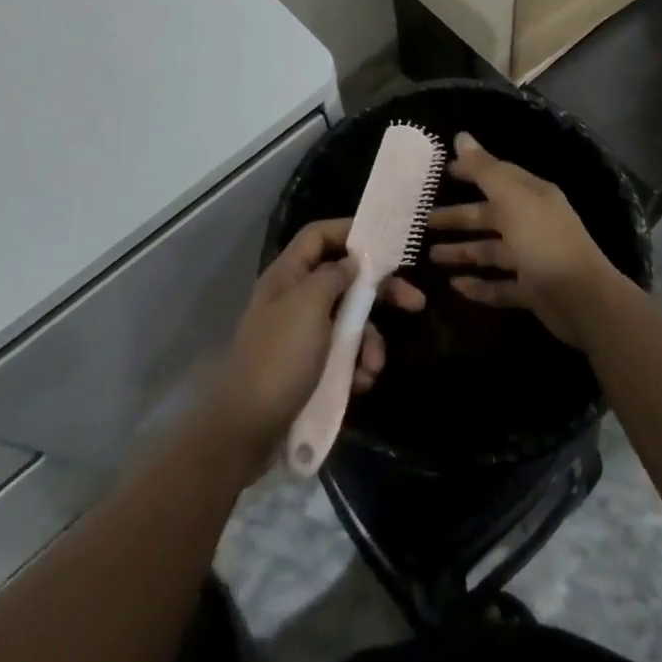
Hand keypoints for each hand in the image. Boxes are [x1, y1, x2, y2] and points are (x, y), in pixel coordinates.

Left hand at [209, 219, 423, 472]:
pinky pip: (343, 354)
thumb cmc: (279, 358)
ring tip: (373, 366)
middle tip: (414, 302)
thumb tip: (353, 262)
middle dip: (379, 292)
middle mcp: (295, 298)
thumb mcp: (309, 306)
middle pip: (344, 279)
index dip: (349, 230)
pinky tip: (361, 383)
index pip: (318, 235)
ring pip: (348, 321)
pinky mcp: (309, 367)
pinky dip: (357, 365)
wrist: (246, 431)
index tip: (385, 240)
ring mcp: (302, 334)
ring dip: (368, 340)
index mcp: (288, 275)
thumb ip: (334, 275)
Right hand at [427, 133, 624, 348]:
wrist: (583, 300)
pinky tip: (455, 286)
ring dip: (463, 252)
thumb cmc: (544, 241)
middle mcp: (532, 223)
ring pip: (491, 251)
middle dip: (458, 217)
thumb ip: (484, 170)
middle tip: (424, 221)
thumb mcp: (512, 199)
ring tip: (431, 255)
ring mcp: (533, 258)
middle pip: (490, 216)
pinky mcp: (531, 291)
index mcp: (532, 196)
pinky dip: (478, 285)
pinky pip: (499, 285)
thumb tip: (461, 135)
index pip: (497, 176)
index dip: (470, 171)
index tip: (441, 172)